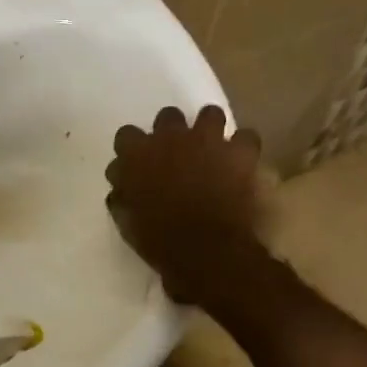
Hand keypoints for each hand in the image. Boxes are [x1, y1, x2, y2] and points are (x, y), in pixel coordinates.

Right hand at [106, 106, 263, 303]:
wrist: (207, 252)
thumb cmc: (161, 241)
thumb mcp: (127, 223)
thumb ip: (122, 198)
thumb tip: (120, 189)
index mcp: (138, 154)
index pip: (127, 135)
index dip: (133, 149)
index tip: (137, 164)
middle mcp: (171, 137)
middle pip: (168, 116)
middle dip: (172, 132)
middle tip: (177, 155)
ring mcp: (207, 140)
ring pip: (210, 114)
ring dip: (209, 130)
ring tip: (212, 149)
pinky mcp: (239, 153)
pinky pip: (246, 137)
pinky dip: (243, 148)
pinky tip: (241, 161)